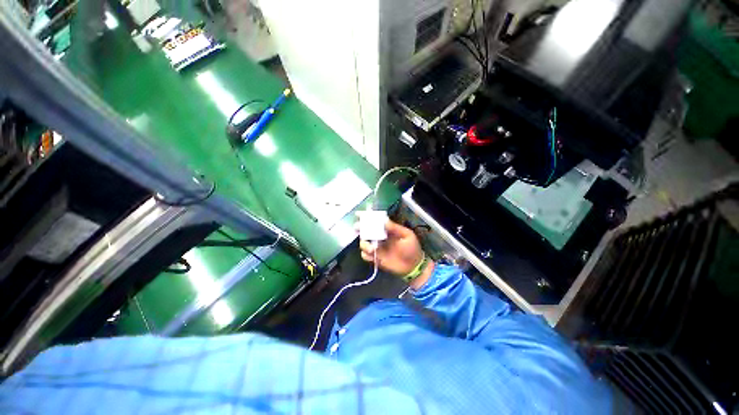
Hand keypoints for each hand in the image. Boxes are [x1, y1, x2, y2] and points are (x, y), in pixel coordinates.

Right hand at [359, 221, 432, 286]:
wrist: (413, 267)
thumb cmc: (412, 249)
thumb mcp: (407, 235)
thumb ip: (395, 228)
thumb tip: (383, 220)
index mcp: (387, 230)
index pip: (375, 221)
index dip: (367, 218)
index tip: (359, 215)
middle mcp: (380, 237)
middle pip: (366, 231)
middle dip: (360, 228)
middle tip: (358, 228)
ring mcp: (377, 248)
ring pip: (364, 243)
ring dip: (364, 244)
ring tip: (372, 248)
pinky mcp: (376, 258)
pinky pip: (365, 255)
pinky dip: (365, 254)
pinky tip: (371, 255)